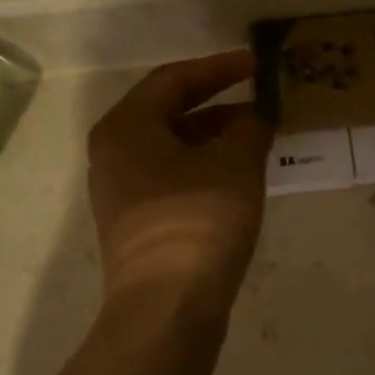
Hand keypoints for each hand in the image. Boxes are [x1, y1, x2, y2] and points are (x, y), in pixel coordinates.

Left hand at [87, 50, 272, 320]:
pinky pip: (173, 180)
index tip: (257, 66)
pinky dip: (205, 170)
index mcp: (126, 127)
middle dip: (219, 107)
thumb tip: (255, 117)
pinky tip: (238, 180)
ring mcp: (121, 193)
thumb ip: (249, 128)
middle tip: (261, 105)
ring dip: (215, 141)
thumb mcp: (235, 163)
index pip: (174, 80)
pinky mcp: (136, 226)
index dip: (220, 68)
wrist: (165, 308)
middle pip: (169, 114)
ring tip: (258, 141)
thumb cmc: (197, 220)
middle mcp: (113, 154)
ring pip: (173, 150)